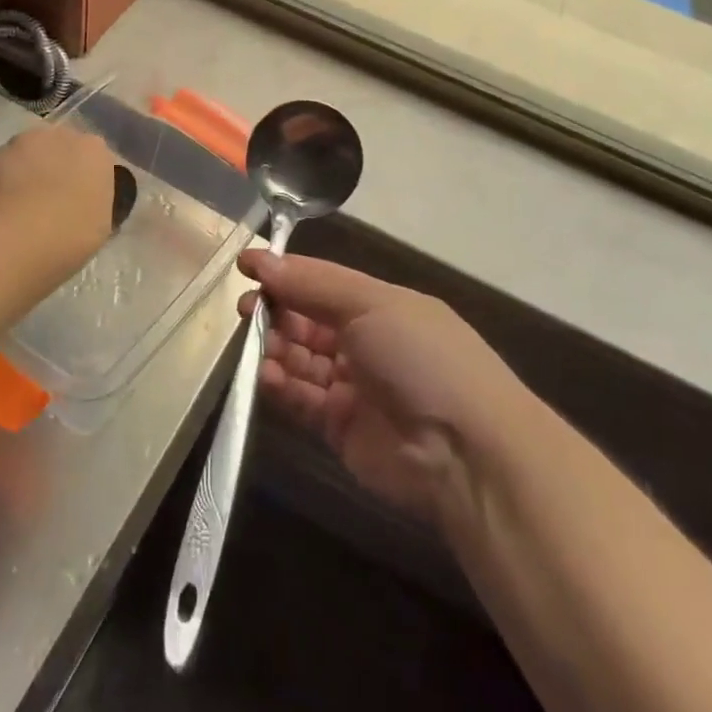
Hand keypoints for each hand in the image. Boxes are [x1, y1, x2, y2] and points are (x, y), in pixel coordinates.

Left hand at [0, 125, 117, 257]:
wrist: (26, 232)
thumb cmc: (76, 231)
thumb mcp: (101, 224)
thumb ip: (93, 205)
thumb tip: (83, 208)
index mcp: (96, 151)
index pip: (94, 159)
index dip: (84, 179)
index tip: (79, 200)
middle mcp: (64, 135)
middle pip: (60, 147)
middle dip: (56, 167)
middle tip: (51, 200)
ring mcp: (27, 139)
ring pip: (29, 152)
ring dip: (28, 168)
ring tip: (21, 203)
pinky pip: (2, 165)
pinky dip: (0, 180)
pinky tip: (0, 205)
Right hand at [239, 251, 528, 523]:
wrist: (466, 451)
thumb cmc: (421, 357)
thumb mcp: (371, 303)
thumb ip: (312, 284)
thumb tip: (261, 259)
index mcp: (382, 306)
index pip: (322, 283)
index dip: (286, 274)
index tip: (246, 267)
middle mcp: (367, 342)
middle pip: (309, 320)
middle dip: (277, 311)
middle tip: (247, 308)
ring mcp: (354, 387)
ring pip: (301, 360)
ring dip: (275, 348)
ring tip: (253, 343)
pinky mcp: (340, 428)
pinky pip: (301, 399)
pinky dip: (281, 386)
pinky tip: (265, 375)